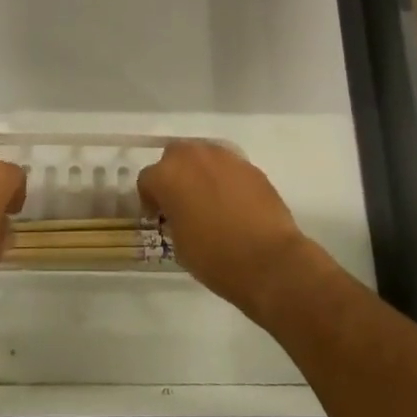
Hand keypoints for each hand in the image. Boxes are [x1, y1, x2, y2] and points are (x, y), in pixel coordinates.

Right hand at [139, 141, 315, 317]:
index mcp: (168, 175)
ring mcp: (225, 157)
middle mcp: (193, 156)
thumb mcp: (178, 242)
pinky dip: (225, 179)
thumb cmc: (215, 257)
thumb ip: (172, 215)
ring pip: (203, 156)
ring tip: (209, 199)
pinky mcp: (250, 166)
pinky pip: (228, 167)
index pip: (147, 179)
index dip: (149, 199)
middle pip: (174, 156)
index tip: (158, 217)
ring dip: (200, 172)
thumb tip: (179, 211)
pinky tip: (233, 202)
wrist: (268, 260)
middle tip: (181, 201)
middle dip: (174, 174)